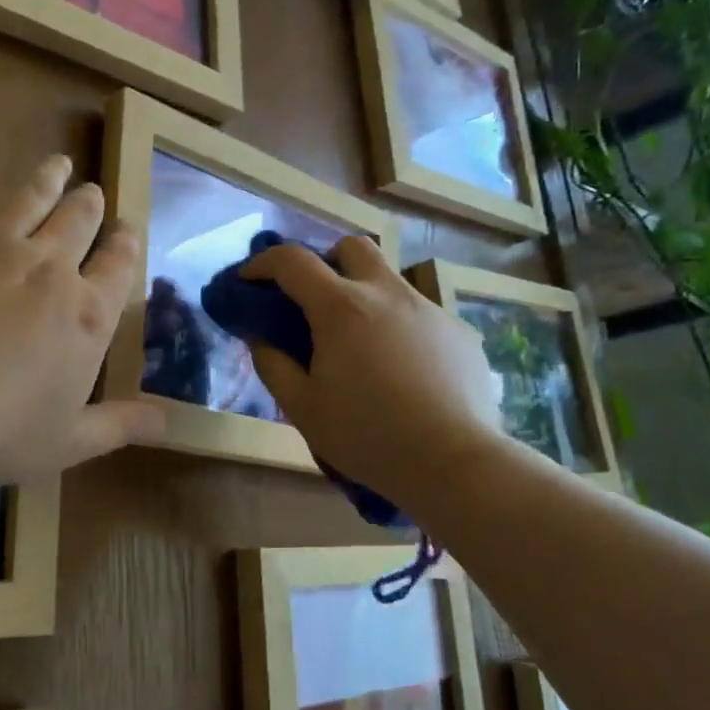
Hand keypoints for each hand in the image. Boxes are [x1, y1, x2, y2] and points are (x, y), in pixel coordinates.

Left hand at [0, 139, 161, 490]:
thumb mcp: (69, 442)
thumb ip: (121, 425)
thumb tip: (169, 422)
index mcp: (86, 315)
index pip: (119, 266)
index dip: (126, 245)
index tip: (127, 230)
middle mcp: (49, 266)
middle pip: (79, 222)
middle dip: (90, 205)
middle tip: (92, 193)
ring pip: (31, 196)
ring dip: (49, 177)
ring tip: (59, 162)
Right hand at [241, 239, 505, 510]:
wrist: (454, 462)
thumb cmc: (367, 436)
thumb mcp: (302, 408)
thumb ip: (273, 365)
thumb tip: (261, 337)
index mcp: (341, 308)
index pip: (292, 261)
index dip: (263, 262)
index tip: (249, 279)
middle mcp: (387, 293)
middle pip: (352, 247)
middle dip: (325, 261)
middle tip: (314, 299)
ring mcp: (430, 310)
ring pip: (390, 281)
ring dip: (365, 295)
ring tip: (361, 344)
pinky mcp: (460, 333)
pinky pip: (421, 315)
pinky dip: (400, 328)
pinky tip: (404, 371)